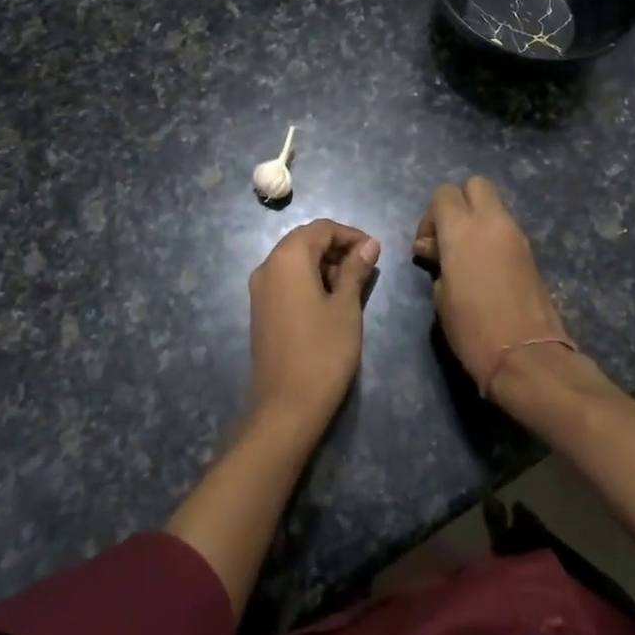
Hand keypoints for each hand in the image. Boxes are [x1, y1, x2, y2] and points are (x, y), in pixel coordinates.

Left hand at [246, 219, 380, 437]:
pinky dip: (309, 280)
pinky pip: (286, 280)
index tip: (375, 252)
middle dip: (337, 248)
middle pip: (305, 241)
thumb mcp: (346, 306)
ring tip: (352, 286)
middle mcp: (267, 265)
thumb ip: (355, 270)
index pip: (321, 228)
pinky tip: (330, 301)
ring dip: (324, 264)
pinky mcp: (260, 309)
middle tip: (366, 269)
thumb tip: (369, 244)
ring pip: (295, 260)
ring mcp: (259, 289)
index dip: (351, 235)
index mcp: (288, 258)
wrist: (286, 406)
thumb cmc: (323, 351)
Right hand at [413, 177, 573, 399]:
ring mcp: (516, 235)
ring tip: (465, 258)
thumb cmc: (472, 329)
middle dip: (459, 203)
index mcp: (462, 229)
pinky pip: (505, 229)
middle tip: (449, 238)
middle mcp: (492, 222)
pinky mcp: (530, 252)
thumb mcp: (440, 295)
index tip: (428, 246)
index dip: (431, 216)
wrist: (526, 356)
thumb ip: (436, 261)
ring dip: (477, 221)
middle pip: (475, 185)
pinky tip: (484, 270)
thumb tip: (434, 249)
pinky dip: (492, 238)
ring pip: (493, 206)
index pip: (443, 194)